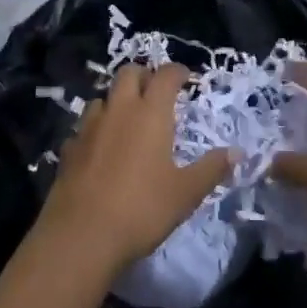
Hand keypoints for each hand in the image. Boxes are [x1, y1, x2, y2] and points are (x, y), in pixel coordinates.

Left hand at [40, 65, 235, 271]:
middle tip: (156, 91)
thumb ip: (211, 169)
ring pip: (103, 97)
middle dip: (144, 75)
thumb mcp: (186, 192)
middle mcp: (119, 110)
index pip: (165, 76)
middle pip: (129, 73)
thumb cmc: (142, 209)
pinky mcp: (69, 149)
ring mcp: (89, 127)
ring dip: (117, 100)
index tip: (186, 77)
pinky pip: (84, 127)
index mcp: (151, 113)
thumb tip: (237, 152)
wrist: (81, 236)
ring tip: (128, 119)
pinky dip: (96, 130)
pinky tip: (101, 148)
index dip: (177, 72)